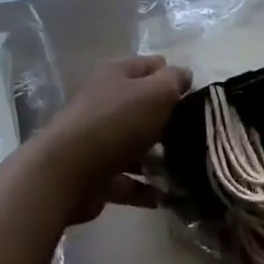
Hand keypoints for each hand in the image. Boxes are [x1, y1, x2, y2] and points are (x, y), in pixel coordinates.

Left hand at [37, 56, 190, 221]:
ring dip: (159, 159)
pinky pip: (127, 180)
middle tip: (195, 136)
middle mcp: (103, 103)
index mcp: (115, 75)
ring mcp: (96, 140)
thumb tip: (184, 75)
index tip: (197, 98)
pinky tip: (168, 197)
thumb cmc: (116, 123)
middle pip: (143, 107)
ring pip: (135, 146)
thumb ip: (174, 81)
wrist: (66, 173)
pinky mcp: (94, 175)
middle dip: (169, 121)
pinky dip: (145, 188)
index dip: (174, 78)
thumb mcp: (156, 92)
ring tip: (187, 171)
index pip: (151, 67)